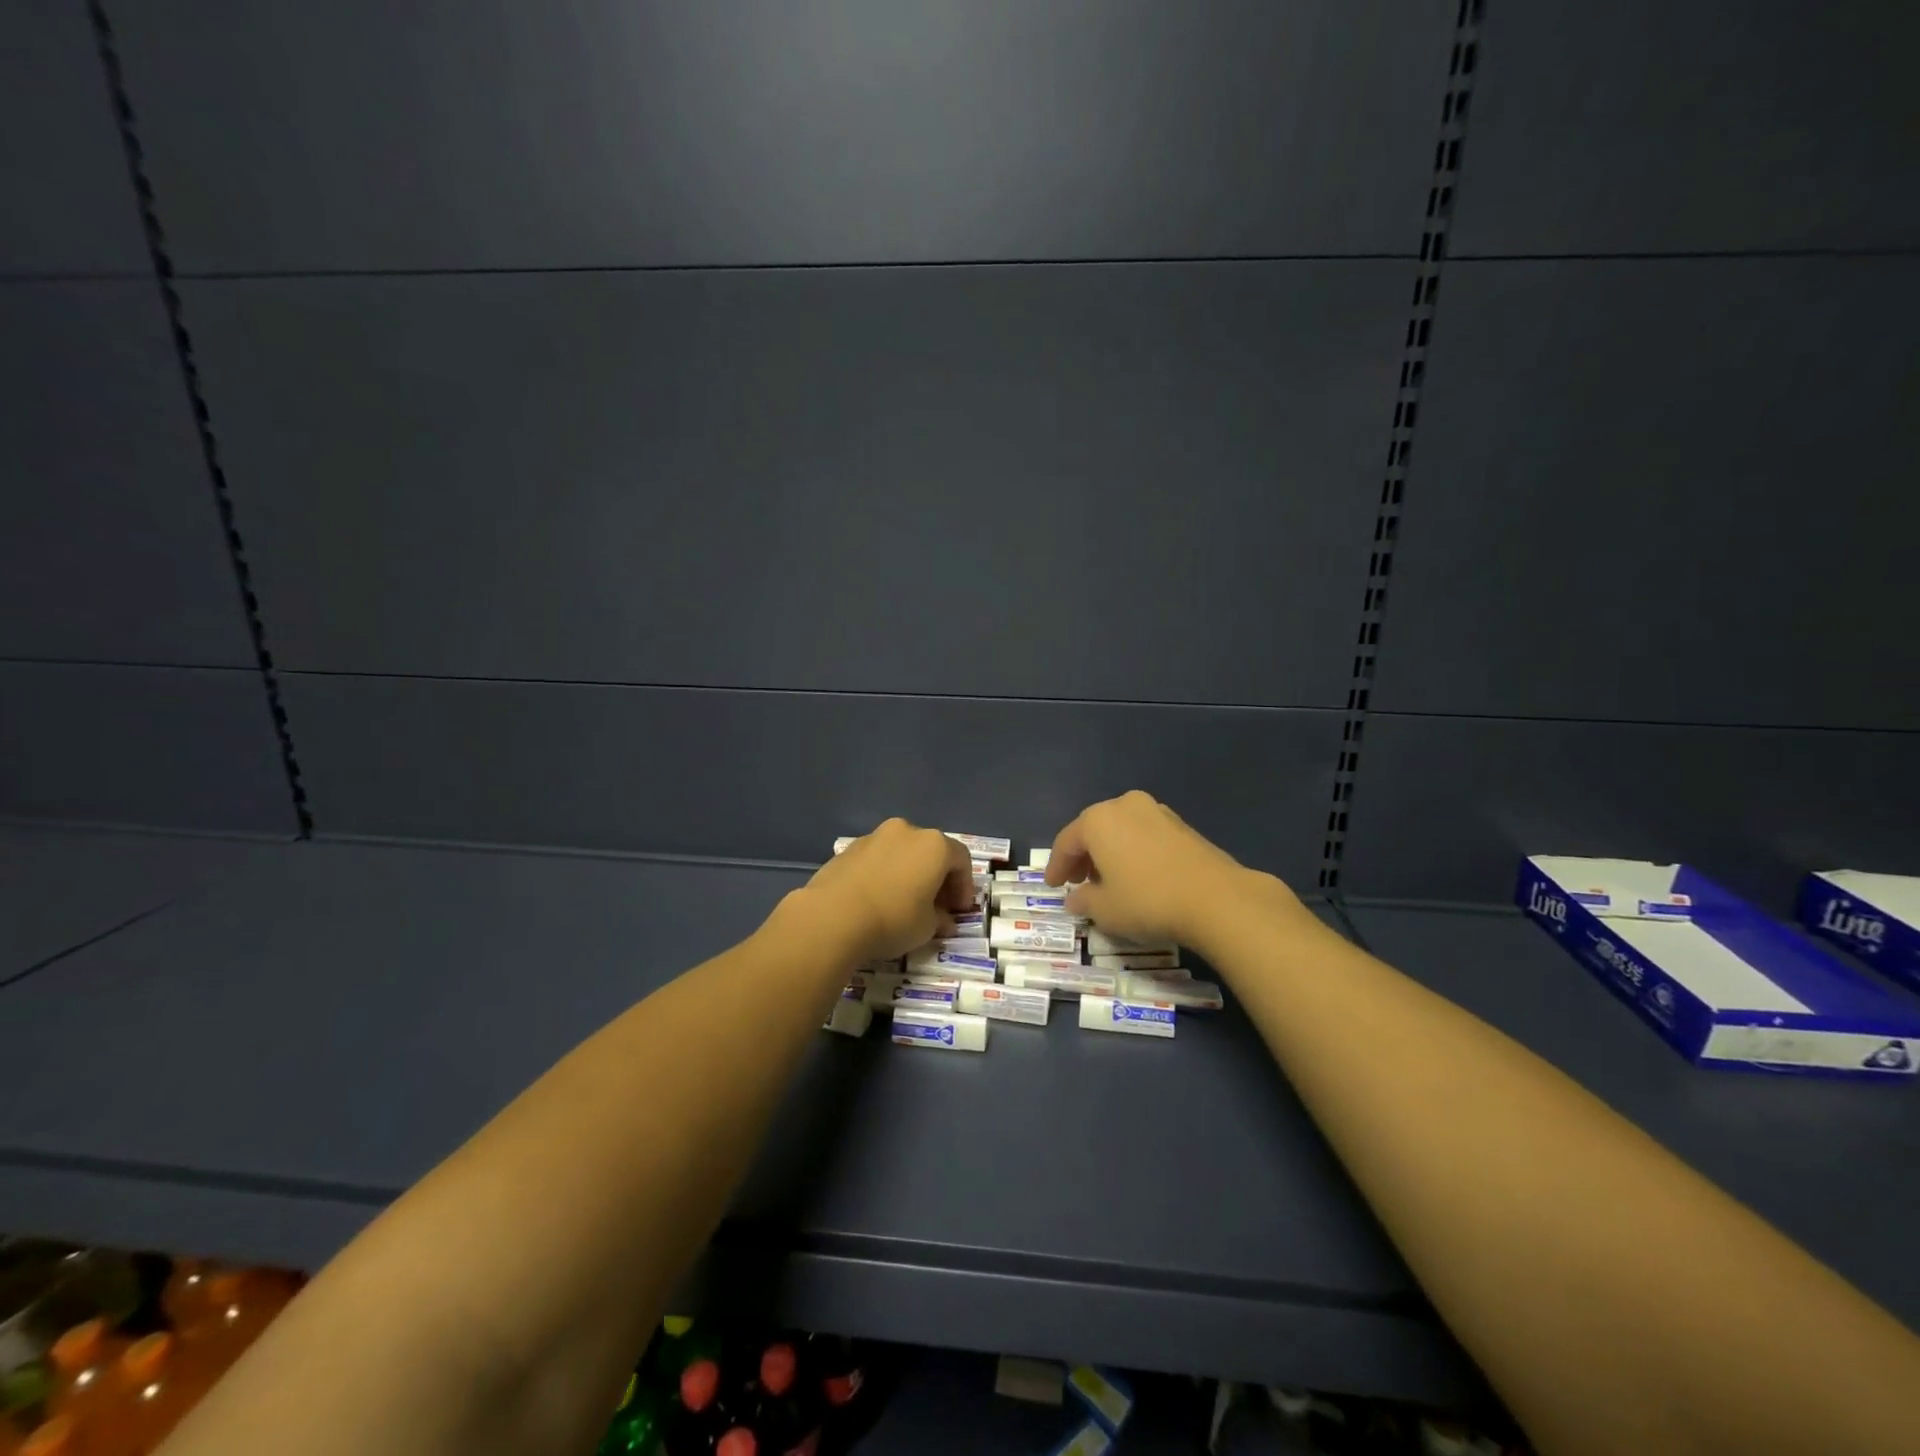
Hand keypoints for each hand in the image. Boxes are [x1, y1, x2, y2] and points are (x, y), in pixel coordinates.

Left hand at [803, 818, 978, 962]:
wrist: (833, 916)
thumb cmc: (893, 919)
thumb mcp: (927, 928)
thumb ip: (940, 919)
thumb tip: (942, 919)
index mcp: (934, 845)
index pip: (961, 860)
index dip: (964, 886)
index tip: (959, 911)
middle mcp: (906, 831)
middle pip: (931, 851)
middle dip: (937, 878)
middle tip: (936, 906)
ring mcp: (874, 836)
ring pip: (902, 852)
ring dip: (909, 873)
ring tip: (903, 901)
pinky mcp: (848, 848)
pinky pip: (877, 859)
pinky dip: (884, 874)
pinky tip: (877, 899)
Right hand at [1045, 791, 1291, 946]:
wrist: (1216, 899)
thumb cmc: (1147, 900)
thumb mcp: (1105, 909)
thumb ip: (1083, 901)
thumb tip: (1075, 898)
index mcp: (1098, 819)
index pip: (1066, 842)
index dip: (1056, 866)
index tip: (1053, 886)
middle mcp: (1124, 805)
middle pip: (1094, 830)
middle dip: (1083, 856)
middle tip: (1078, 882)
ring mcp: (1157, 811)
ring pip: (1121, 830)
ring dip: (1110, 853)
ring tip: (1109, 881)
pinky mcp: (1182, 825)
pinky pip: (1145, 836)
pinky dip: (1134, 852)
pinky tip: (1138, 876)